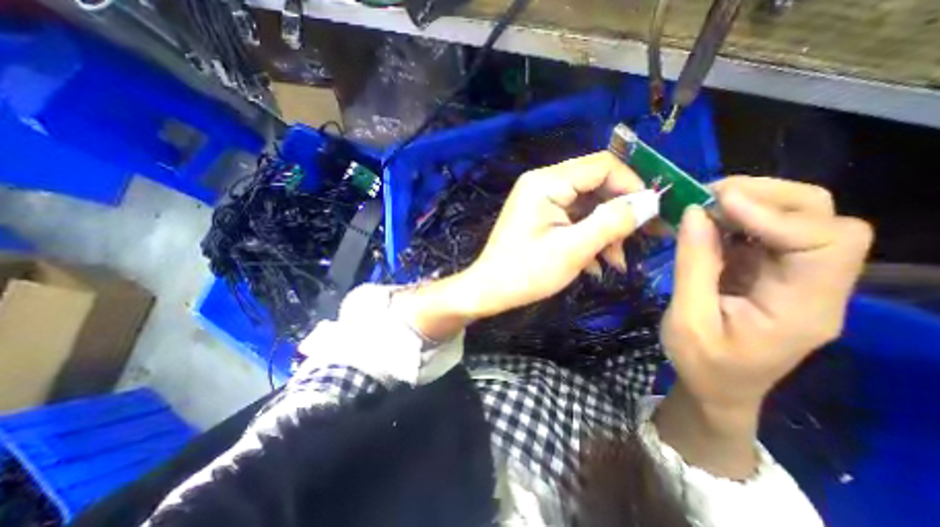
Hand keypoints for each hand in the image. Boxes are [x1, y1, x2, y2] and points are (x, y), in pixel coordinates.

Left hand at [462, 150, 647, 317]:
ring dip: (605, 232)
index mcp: (546, 182)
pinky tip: (596, 265)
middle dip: (619, 214)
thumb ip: (613, 221)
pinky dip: (588, 237)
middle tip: (641, 241)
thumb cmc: (527, 271)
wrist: (489, 290)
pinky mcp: (539, 218)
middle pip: (595, 186)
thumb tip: (651, 201)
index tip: (653, 213)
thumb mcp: (574, 248)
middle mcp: (542, 184)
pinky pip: (572, 220)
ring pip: (586, 206)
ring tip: (617, 262)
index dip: (632, 186)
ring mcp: (540, 201)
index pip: (602, 166)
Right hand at [664, 178, 868, 412]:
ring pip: (798, 219)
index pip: (824, 243)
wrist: (717, 387)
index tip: (717, 203)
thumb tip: (694, 213)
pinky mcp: (771, 272)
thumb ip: (693, 266)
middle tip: (709, 194)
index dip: (774, 215)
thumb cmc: (702, 363)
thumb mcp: (687, 319)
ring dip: (750, 202)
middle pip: (824, 220)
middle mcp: (815, 287)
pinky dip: (735, 218)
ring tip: (703, 204)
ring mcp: (795, 277)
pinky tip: (706, 221)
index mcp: (803, 309)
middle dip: (768, 196)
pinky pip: (763, 232)